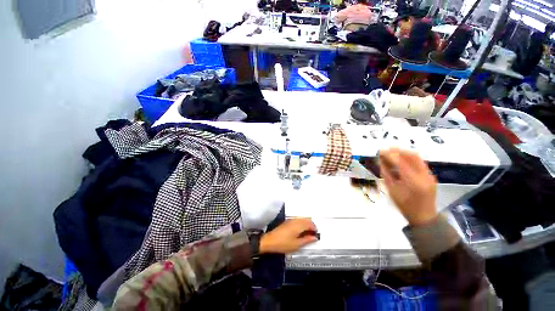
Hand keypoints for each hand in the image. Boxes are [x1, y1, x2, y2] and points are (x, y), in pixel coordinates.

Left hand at [260, 218, 317, 253]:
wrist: (270, 241)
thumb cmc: (284, 244)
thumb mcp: (297, 245)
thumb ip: (307, 240)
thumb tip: (314, 237)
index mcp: (299, 225)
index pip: (310, 224)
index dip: (314, 229)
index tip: (316, 235)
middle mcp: (295, 220)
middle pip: (306, 220)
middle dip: (311, 225)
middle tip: (313, 234)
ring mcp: (291, 220)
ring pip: (302, 219)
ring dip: (306, 224)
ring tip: (307, 233)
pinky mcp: (287, 222)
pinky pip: (297, 220)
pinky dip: (301, 224)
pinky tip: (300, 231)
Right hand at [379, 148, 437, 226]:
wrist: (425, 217)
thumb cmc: (405, 206)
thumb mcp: (392, 191)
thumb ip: (386, 175)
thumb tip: (381, 162)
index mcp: (413, 182)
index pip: (401, 163)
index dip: (390, 155)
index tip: (380, 151)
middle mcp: (424, 176)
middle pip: (412, 156)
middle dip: (398, 150)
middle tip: (387, 149)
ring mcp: (430, 176)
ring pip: (417, 158)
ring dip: (404, 153)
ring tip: (392, 153)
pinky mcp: (431, 176)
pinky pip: (419, 163)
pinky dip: (409, 159)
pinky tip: (401, 161)